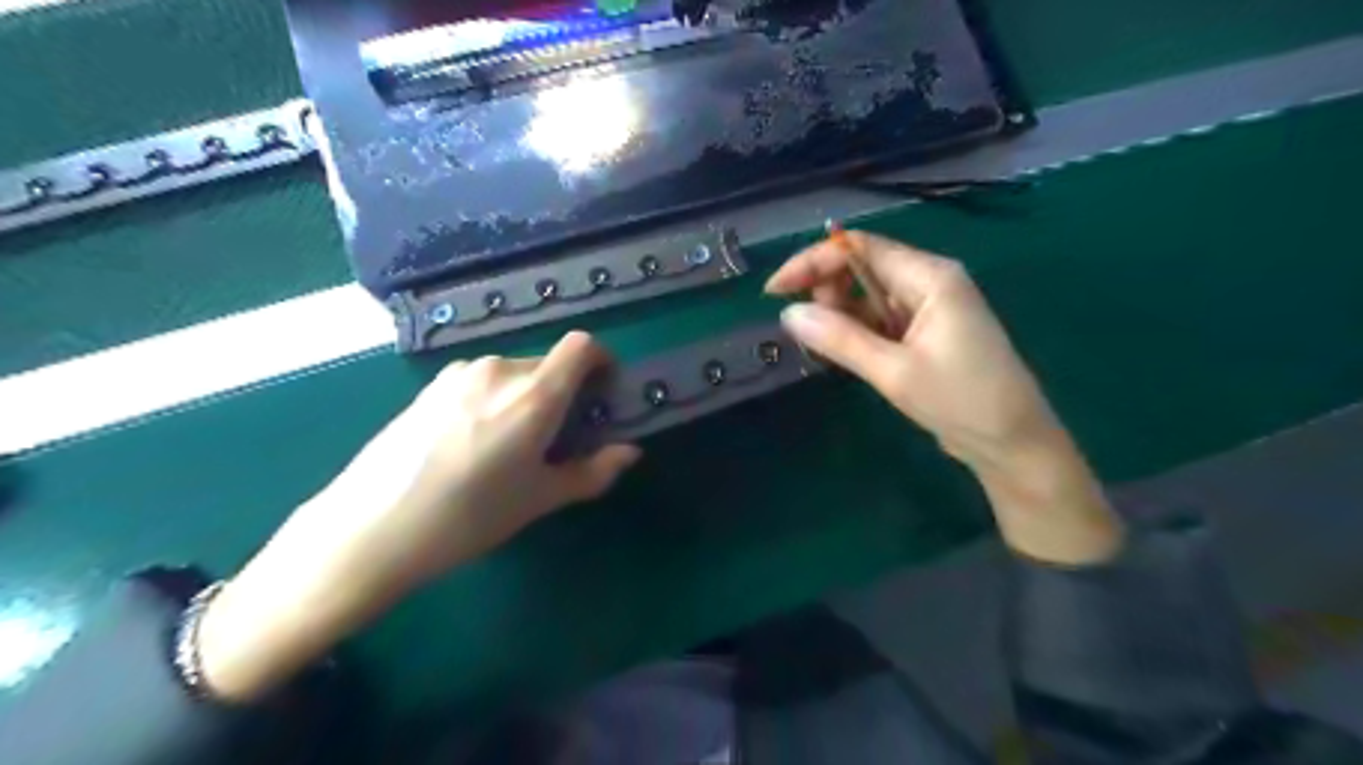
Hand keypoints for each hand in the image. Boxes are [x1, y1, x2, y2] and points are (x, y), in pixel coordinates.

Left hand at [197, 332, 638, 700]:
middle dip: (563, 391)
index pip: (581, 346)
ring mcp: (458, 375)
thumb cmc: (469, 517)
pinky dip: (492, 399)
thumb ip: (593, 471)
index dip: (600, 361)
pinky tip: (469, 443)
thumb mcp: (540, 499)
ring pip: (511, 373)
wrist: (370, 529)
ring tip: (507, 444)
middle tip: (555, 436)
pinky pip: (478, 381)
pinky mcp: (429, 387)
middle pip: (548, 364)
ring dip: (525, 396)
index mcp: (534, 394)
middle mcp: (499, 370)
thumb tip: (629, 453)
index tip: (601, 392)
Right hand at [765, 233, 1117, 566]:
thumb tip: (789, 314)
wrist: (1013, 445)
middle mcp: (929, 281)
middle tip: (809, 329)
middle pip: (863, 266)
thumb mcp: (894, 371)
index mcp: (930, 277)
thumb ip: (840, 339)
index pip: (860, 248)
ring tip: (826, 347)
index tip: (775, 291)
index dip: (813, 261)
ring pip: (869, 294)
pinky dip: (857, 330)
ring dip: (840, 313)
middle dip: (827, 289)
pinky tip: (843, 351)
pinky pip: (881, 318)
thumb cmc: (961, 402)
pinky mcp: (927, 332)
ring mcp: (929, 307)